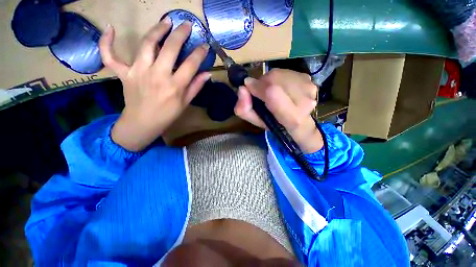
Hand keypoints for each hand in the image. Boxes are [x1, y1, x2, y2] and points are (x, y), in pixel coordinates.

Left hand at [100, 17, 210, 150]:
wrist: (144, 122)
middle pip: (170, 49)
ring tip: (166, 22)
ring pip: (146, 44)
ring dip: (157, 30)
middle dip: (180, 34)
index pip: (191, 64)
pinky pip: (110, 56)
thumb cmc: (168, 114)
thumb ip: (196, 86)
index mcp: (175, 86)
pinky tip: (110, 28)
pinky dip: (107, 42)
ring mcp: (138, 72)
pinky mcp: (123, 73)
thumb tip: (207, 74)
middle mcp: (158, 75)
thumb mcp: (185, 102)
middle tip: (186, 24)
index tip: (205, 46)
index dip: (199, 53)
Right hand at [234, 69, 322, 153]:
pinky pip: (285, 71)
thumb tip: (242, 89)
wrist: (300, 122)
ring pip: (278, 73)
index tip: (248, 88)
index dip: (257, 87)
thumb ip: (245, 110)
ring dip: (268, 80)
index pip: (272, 93)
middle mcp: (305, 101)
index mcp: (292, 117)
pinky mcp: (309, 79)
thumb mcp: (257, 122)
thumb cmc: (277, 125)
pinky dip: (277, 78)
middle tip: (260, 93)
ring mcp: (309, 87)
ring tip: (270, 91)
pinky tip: (280, 87)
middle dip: (261, 83)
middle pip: (274, 79)